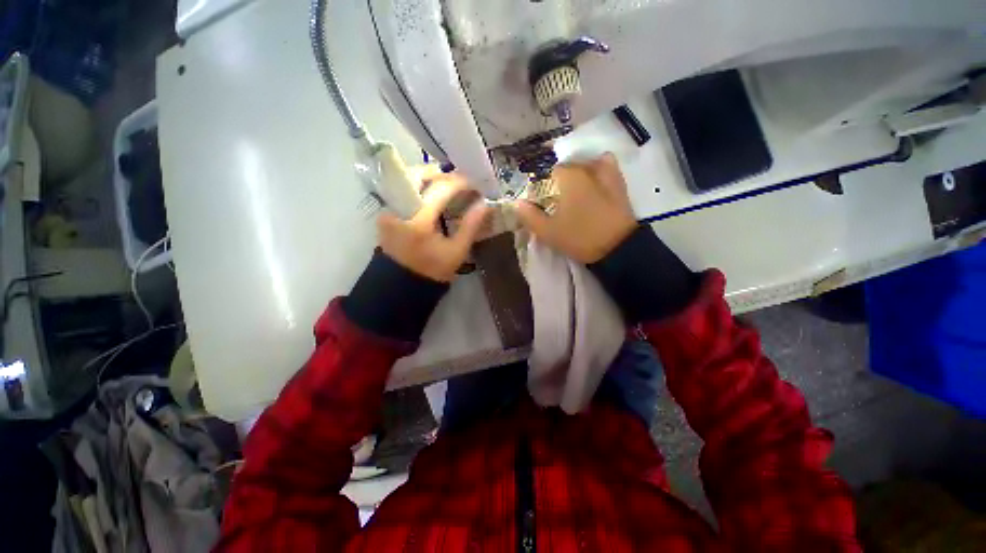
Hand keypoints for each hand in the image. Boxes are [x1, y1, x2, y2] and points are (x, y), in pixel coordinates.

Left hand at [377, 172, 489, 282]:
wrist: (401, 285)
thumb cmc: (432, 271)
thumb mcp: (456, 252)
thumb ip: (470, 226)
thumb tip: (484, 204)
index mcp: (419, 221)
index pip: (440, 189)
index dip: (460, 182)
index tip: (474, 183)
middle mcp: (399, 210)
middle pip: (416, 175)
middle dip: (439, 173)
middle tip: (457, 179)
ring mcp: (388, 210)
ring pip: (407, 180)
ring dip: (427, 178)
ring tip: (446, 184)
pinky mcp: (385, 213)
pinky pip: (402, 191)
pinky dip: (418, 188)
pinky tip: (431, 194)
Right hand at [514, 153, 636, 262]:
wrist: (617, 247)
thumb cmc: (579, 237)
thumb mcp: (548, 231)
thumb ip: (529, 216)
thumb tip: (517, 203)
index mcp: (568, 177)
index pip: (547, 174)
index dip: (542, 189)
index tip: (543, 204)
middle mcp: (586, 168)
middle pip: (566, 168)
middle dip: (559, 182)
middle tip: (558, 203)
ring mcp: (606, 172)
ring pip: (585, 165)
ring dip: (578, 174)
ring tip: (575, 193)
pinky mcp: (619, 182)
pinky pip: (606, 166)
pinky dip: (598, 169)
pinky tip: (594, 183)